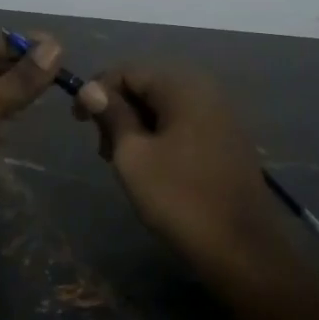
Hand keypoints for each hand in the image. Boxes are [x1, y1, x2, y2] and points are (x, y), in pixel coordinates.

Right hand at [72, 63, 289, 274]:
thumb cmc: (179, 198)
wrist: (241, 248)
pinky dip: (160, 136)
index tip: (77, 122)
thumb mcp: (133, 156)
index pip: (128, 70)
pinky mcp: (227, 140)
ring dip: (137, 126)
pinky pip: (184, 124)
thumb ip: (112, 115)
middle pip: (148, 85)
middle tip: (102, 149)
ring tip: (122, 162)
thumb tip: (91, 88)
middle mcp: (206, 90)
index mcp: (183, 86)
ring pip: (165, 106)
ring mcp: (221, 115)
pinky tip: (151, 166)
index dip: (97, 90)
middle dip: (118, 110)